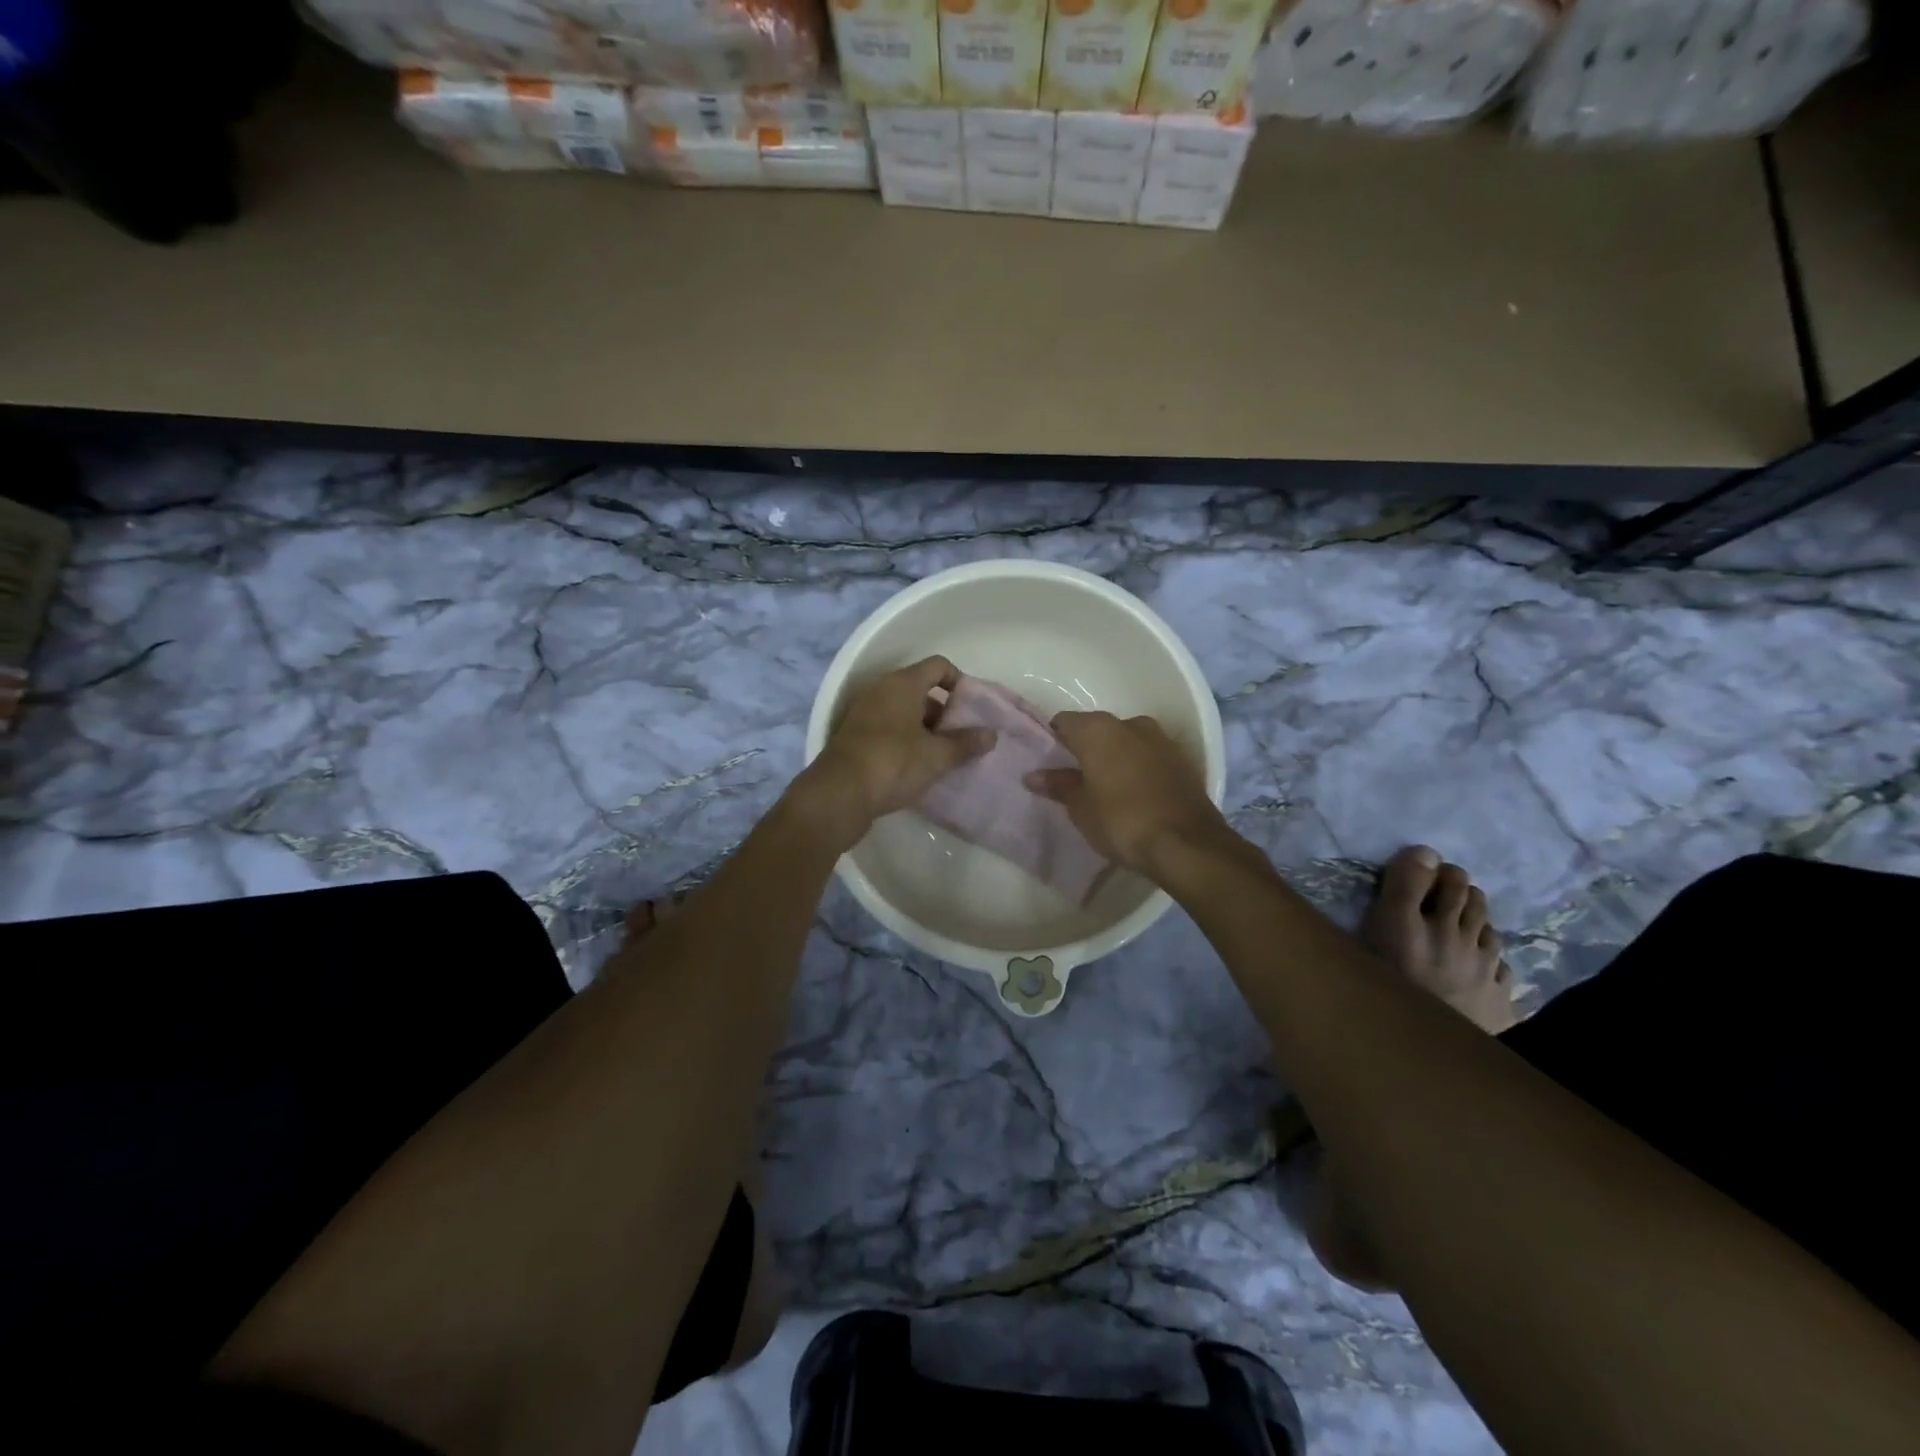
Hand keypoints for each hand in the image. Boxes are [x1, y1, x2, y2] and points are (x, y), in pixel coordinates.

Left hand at [795, 656, 995, 849]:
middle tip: (961, 738)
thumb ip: (966, 743)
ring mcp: (864, 713)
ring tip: (943, 756)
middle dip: (945, 712)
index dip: (960, 682)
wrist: (838, 795)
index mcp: (902, 684)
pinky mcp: (855, 737)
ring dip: (925, 730)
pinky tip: (918, 767)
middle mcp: (881, 691)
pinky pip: (889, 729)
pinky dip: (906, 741)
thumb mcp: (937, 756)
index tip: (972, 709)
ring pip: (904, 712)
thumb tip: (991, 734)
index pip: (938, 666)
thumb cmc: (893, 763)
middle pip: (921, 690)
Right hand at [1027, 711, 1229, 876]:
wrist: (1187, 844)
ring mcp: (1161, 739)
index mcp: (1098, 729)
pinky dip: (1138, 768)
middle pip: (1097, 729)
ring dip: (1115, 758)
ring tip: (1106, 788)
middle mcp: (1130, 723)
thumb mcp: (1081, 808)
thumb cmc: (1122, 821)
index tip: (1049, 763)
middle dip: (1085, 749)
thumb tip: (1034, 775)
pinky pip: (1149, 756)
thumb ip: (1058, 786)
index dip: (1053, 740)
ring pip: (1126, 741)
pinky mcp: (1182, 759)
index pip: (1064, 722)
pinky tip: (1134, 793)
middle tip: (1075, 779)